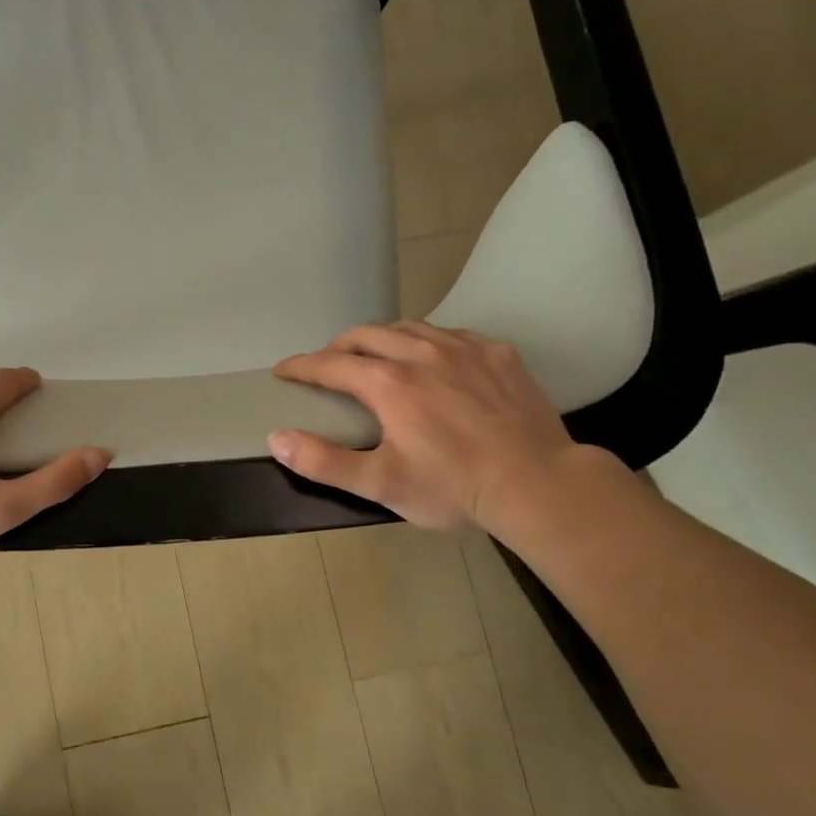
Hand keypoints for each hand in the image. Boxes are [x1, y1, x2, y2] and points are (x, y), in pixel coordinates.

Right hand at [270, 321, 593, 534]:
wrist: (538, 484)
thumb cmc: (453, 487)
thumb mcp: (381, 484)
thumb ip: (324, 462)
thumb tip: (277, 439)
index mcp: (388, 383)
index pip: (330, 364)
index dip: (301, 366)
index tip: (283, 370)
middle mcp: (421, 353)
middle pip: (366, 334)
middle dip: (338, 345)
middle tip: (327, 364)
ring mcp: (464, 348)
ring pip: (408, 328)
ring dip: (380, 338)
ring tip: (374, 357)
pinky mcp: (498, 353)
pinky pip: (450, 334)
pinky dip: (425, 341)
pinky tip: (432, 360)